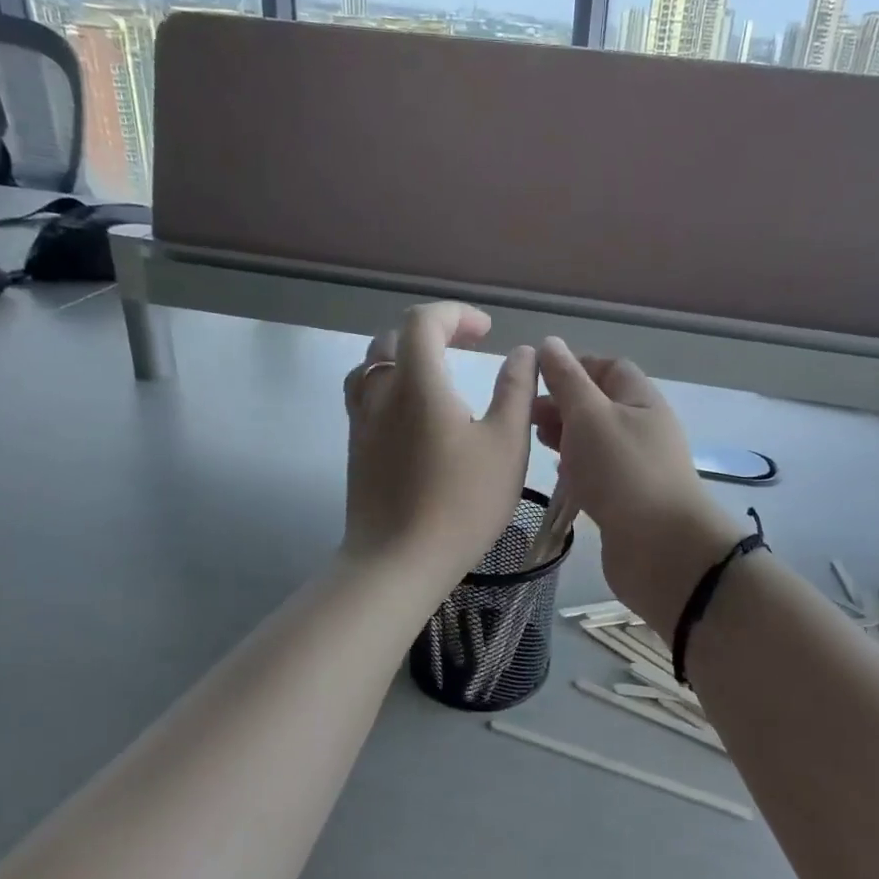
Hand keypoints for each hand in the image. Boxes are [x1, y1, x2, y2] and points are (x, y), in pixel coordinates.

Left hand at [342, 303, 537, 588]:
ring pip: (373, 367)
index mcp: (417, 383)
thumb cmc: (461, 503)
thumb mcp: (506, 445)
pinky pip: (366, 397)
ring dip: (405, 357)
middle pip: (394, 339)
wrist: (398, 562)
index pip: (424, 322)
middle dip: (433, 332)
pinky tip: (416, 415)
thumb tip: (522, 353)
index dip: (456, 315)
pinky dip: (392, 386)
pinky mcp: (356, 449)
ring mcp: (361, 422)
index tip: (487, 332)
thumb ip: (516, 391)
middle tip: (467, 346)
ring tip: (437, 375)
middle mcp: (380, 393)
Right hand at [533, 340, 742, 637]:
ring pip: (597, 440)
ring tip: (535, 442)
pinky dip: (577, 468)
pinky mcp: (627, 500)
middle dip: (563, 404)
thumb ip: (567, 380)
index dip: (573, 366)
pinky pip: (599, 473)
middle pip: (600, 404)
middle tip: (526, 416)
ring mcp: (637, 467)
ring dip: (567, 437)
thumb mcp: (590, 416)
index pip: (608, 368)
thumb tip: (550, 344)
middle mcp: (643, 429)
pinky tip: (559, 475)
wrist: (662, 549)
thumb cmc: (623, 472)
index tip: (536, 377)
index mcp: (641, 400)